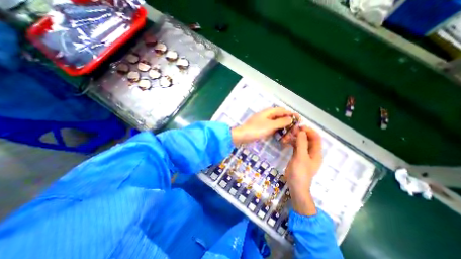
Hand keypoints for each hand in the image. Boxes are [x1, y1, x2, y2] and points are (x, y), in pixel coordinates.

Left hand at [230, 107, 298, 145]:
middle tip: (294, 128)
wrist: (243, 135)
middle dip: (287, 121)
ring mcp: (263, 121)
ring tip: (288, 133)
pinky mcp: (261, 127)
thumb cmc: (256, 129)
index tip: (299, 119)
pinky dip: (277, 130)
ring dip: (282, 126)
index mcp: (269, 112)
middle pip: (280, 116)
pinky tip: (280, 134)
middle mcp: (267, 115)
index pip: (283, 110)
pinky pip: (272, 127)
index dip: (291, 114)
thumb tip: (291, 119)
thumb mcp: (270, 125)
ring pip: (276, 122)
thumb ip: (281, 122)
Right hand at [287, 125, 321, 213]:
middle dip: (300, 133)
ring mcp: (304, 154)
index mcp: (316, 152)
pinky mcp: (297, 155)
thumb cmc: (300, 172)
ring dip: (294, 138)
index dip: (309, 131)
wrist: (295, 185)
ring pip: (301, 142)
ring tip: (286, 136)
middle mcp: (311, 152)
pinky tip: (285, 141)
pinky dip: (291, 142)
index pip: (316, 137)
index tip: (299, 127)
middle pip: (308, 138)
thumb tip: (301, 131)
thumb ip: (302, 144)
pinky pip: (296, 146)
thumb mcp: (301, 157)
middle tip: (290, 131)